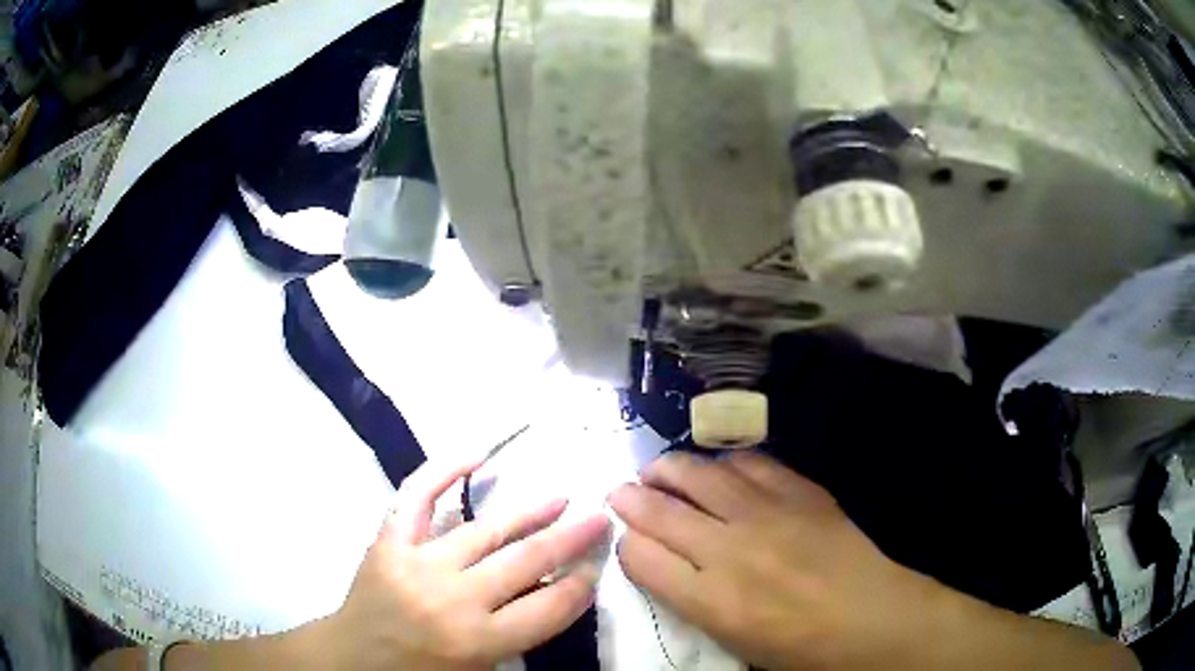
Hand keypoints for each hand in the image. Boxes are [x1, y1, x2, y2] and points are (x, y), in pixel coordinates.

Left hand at [327, 457, 610, 670]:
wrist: (354, 660)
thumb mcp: (480, 668)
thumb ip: (518, 634)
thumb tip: (554, 587)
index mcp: (478, 641)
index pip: (549, 606)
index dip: (580, 585)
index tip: (596, 567)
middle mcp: (453, 599)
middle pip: (526, 562)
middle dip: (571, 539)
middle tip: (599, 519)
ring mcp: (417, 563)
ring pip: (485, 530)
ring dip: (529, 512)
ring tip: (560, 498)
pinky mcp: (389, 541)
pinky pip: (417, 496)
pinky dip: (444, 469)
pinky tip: (476, 453)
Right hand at [607, 451, 969, 670]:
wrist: (868, 618)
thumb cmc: (797, 646)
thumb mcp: (731, 639)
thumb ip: (690, 598)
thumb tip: (663, 562)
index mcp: (709, 599)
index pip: (641, 556)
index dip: (624, 541)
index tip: (623, 535)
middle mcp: (729, 550)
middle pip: (660, 510)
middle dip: (630, 497)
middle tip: (621, 490)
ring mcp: (766, 514)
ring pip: (699, 475)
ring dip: (669, 468)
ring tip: (658, 469)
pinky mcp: (799, 492)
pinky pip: (751, 463)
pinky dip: (726, 463)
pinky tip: (721, 469)